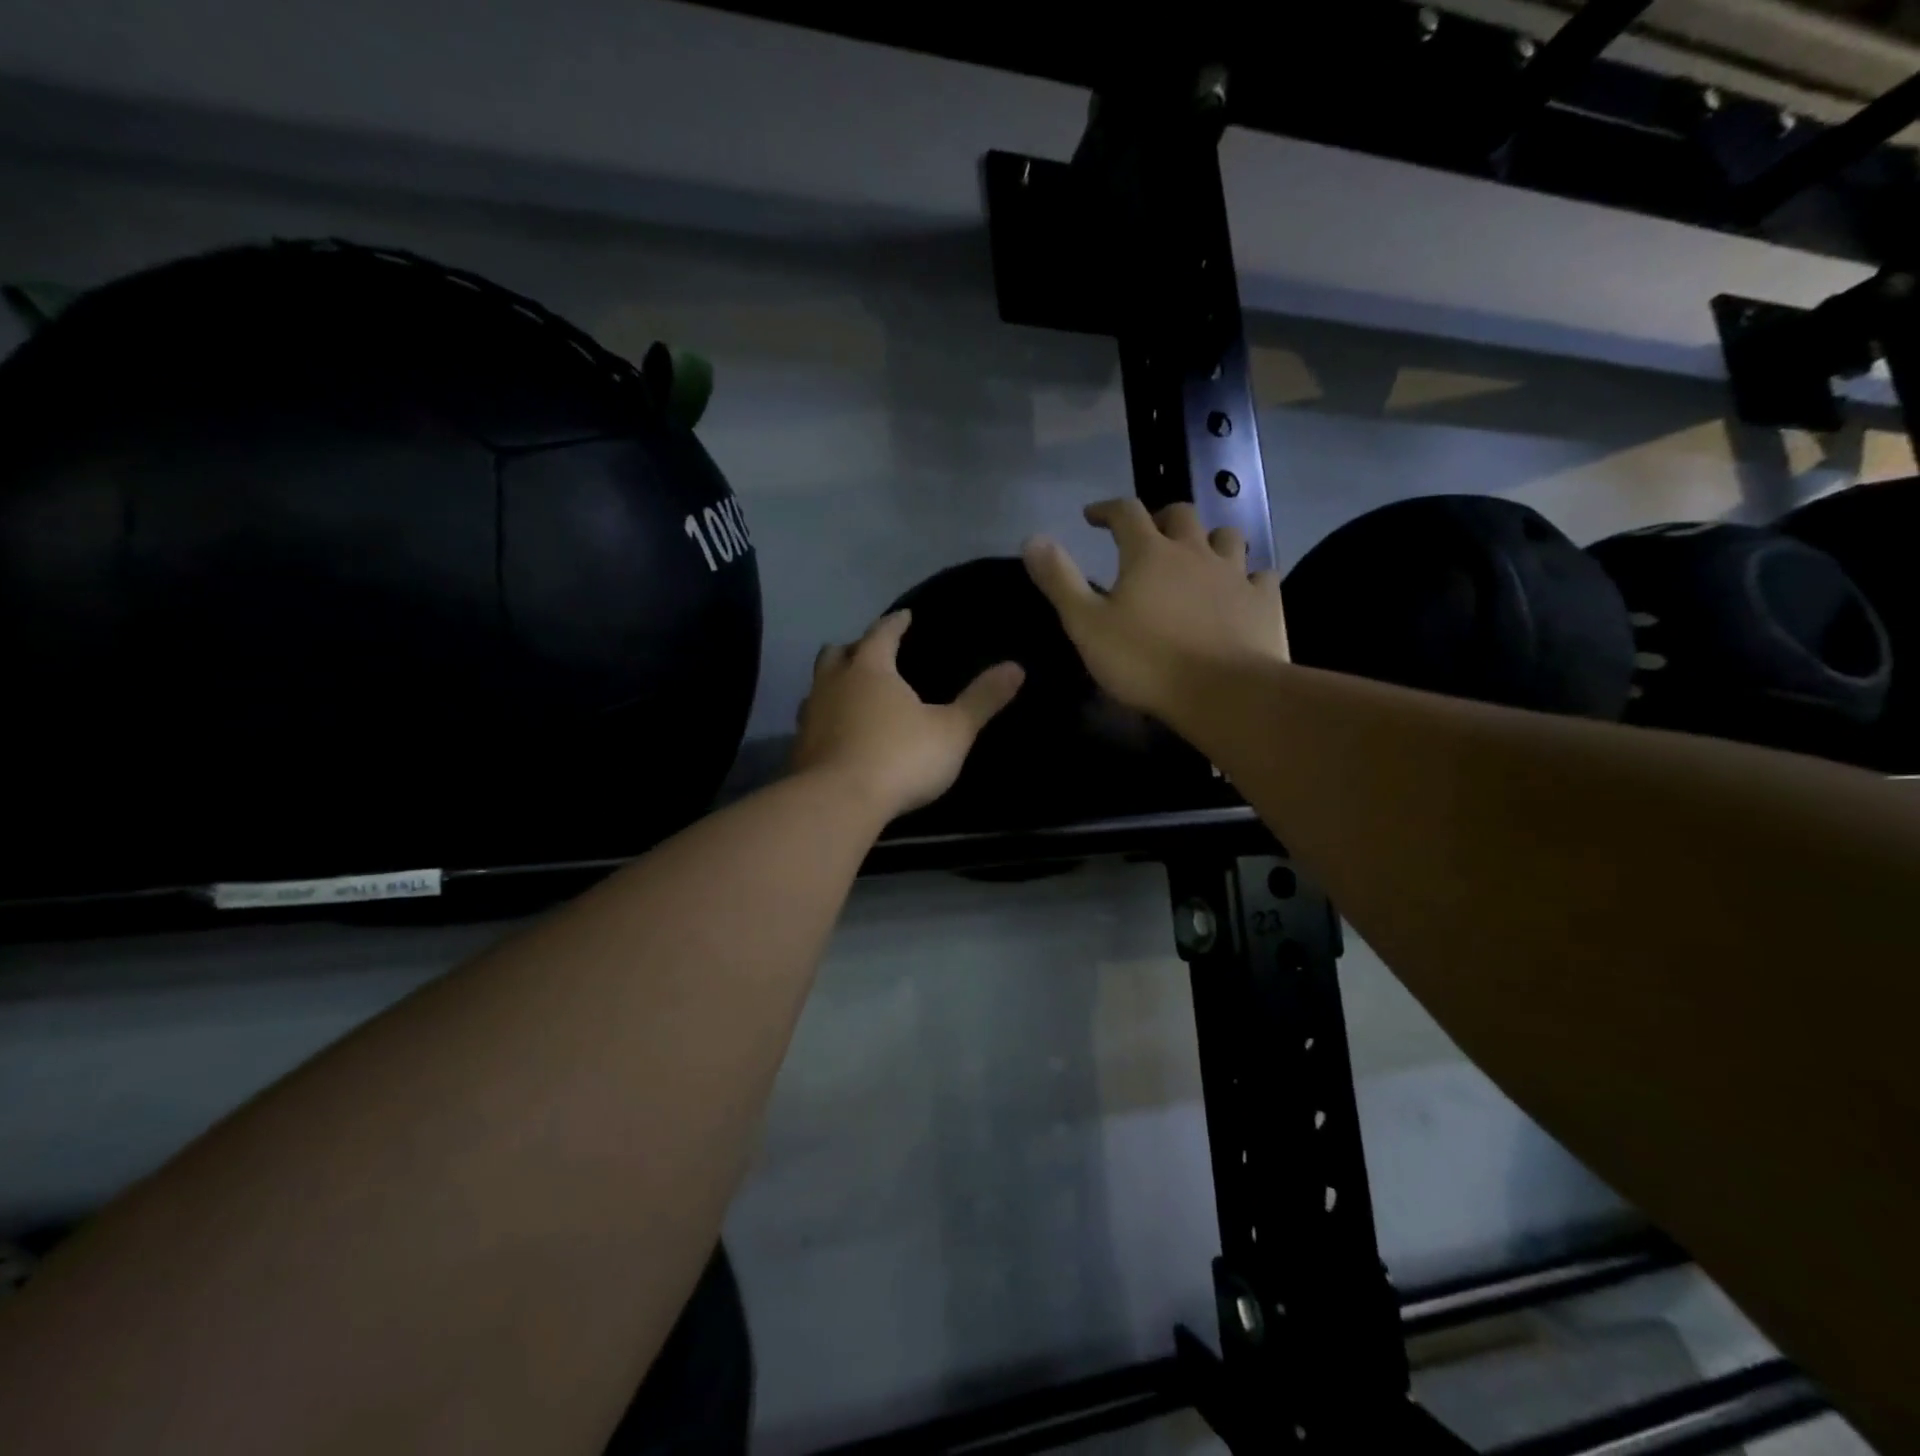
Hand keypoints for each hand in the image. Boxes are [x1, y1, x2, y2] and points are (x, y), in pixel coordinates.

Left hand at [790, 610, 1024, 821]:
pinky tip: (837, 736)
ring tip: (850, 694)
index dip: (895, 623)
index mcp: (870, 669)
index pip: (882, 633)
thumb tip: (1017, 667)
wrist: (839, 803)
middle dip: (854, 648)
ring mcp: (810, 717)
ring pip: (818, 688)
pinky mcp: (799, 750)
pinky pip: (811, 724)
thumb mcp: (953, 730)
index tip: (905, 616)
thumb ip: (982, 699)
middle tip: (870, 653)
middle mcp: (833, 684)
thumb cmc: (901, 757)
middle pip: (837, 654)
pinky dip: (825, 722)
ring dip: (833, 685)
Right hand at [1023, 499, 1287, 719]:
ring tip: (1198, 557)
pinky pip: (1260, 575)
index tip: (1092, 516)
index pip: (1126, 512)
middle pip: (1181, 514)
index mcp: (1149, 554)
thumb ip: (1059, 580)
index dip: (1107, 509)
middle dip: (1161, 517)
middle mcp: (1195, 552)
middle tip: (1148, 535)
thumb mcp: (1086, 625)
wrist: (1223, 693)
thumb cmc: (1146, 661)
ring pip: (1226, 537)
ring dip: (1209, 540)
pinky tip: (1242, 590)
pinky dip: (1247, 577)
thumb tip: (1032, 538)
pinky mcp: (1264, 602)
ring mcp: (1235, 574)